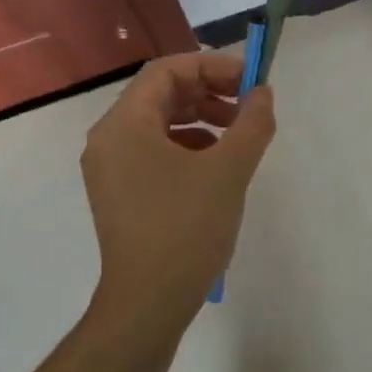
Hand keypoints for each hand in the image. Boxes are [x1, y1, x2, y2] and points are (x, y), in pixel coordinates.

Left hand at [80, 50, 275, 327]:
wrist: (147, 305)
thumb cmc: (185, 229)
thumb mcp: (229, 170)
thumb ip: (251, 122)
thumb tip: (262, 93)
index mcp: (125, 124)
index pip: (167, 70)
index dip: (211, 66)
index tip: (249, 80)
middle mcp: (109, 138)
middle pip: (161, 93)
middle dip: (208, 91)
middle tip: (247, 105)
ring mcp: (110, 168)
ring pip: (159, 122)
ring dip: (201, 118)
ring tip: (237, 135)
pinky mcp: (119, 192)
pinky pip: (153, 150)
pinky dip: (187, 145)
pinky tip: (215, 164)